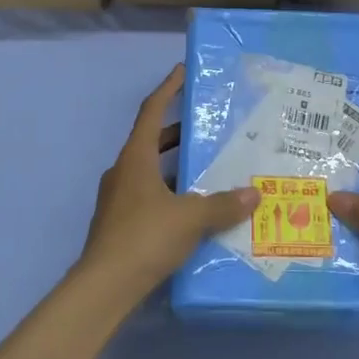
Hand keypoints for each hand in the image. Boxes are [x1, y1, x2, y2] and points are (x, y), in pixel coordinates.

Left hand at [78, 65, 259, 301]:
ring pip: (150, 171)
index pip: (151, 111)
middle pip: (151, 140)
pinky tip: (193, 209)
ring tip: (207, 167)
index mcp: (135, 158)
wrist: (104, 286)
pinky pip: (149, 195)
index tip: (182, 71)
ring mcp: (118, 198)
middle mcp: (123, 171)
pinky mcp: (120, 222)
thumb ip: (223, 204)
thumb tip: (254, 193)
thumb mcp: (191, 218)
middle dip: (177, 131)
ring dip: (175, 165)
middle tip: (208, 126)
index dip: (167, 89)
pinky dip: (170, 193)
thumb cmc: (145, 238)